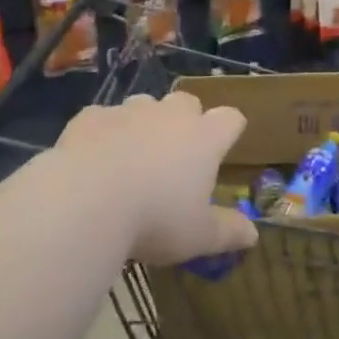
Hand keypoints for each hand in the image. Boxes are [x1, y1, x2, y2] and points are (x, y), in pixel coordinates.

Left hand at [57, 92, 258, 264]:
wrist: (85, 200)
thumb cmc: (154, 219)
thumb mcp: (197, 236)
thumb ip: (227, 232)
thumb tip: (253, 235)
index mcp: (204, 139)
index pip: (230, 119)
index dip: (230, 129)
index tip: (225, 145)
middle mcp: (170, 115)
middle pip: (187, 102)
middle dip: (185, 120)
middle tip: (176, 153)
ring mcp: (129, 111)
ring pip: (144, 106)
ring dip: (144, 123)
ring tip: (133, 156)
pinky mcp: (91, 116)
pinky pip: (104, 118)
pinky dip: (104, 133)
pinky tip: (94, 159)